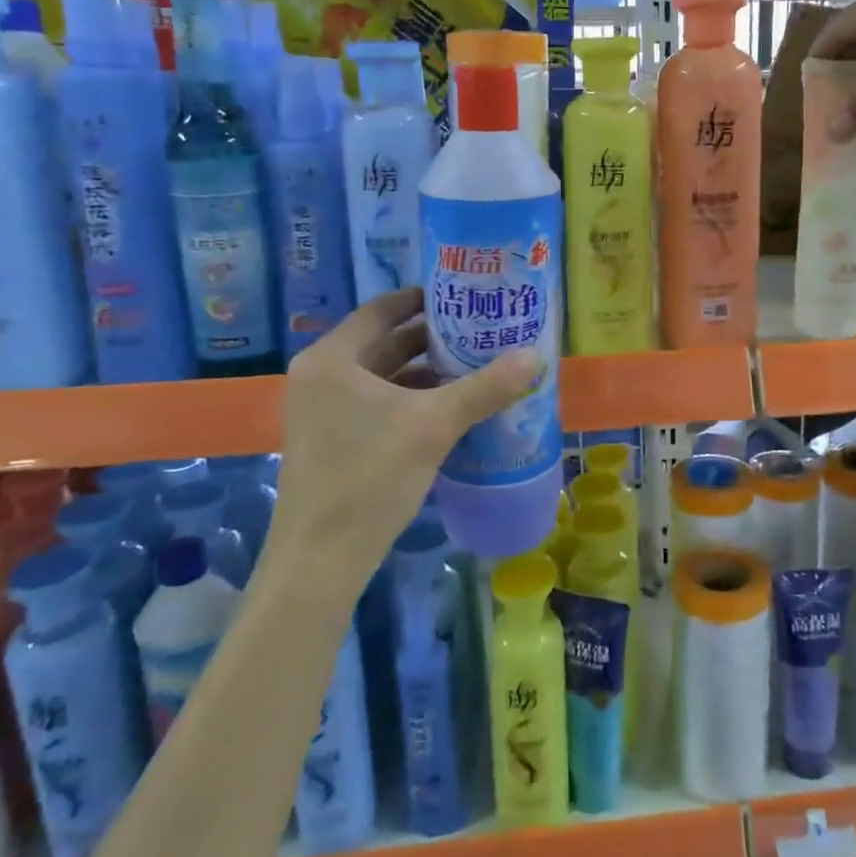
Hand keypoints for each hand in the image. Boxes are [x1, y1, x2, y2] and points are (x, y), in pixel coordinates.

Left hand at [269, 287, 538, 579]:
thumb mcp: (434, 425)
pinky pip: (376, 405)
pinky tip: (450, 409)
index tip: (461, 296)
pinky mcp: (331, 442)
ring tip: (474, 367)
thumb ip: (485, 387)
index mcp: (332, 359)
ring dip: (424, 373)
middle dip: (430, 339)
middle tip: (478, 331)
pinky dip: (411, 401)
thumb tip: (535, 356)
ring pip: (382, 378)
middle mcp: (320, 378)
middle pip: (383, 343)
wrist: (321, 560)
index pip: (381, 310)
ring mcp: (321, 413)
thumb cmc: (370, 476)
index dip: (421, 299)